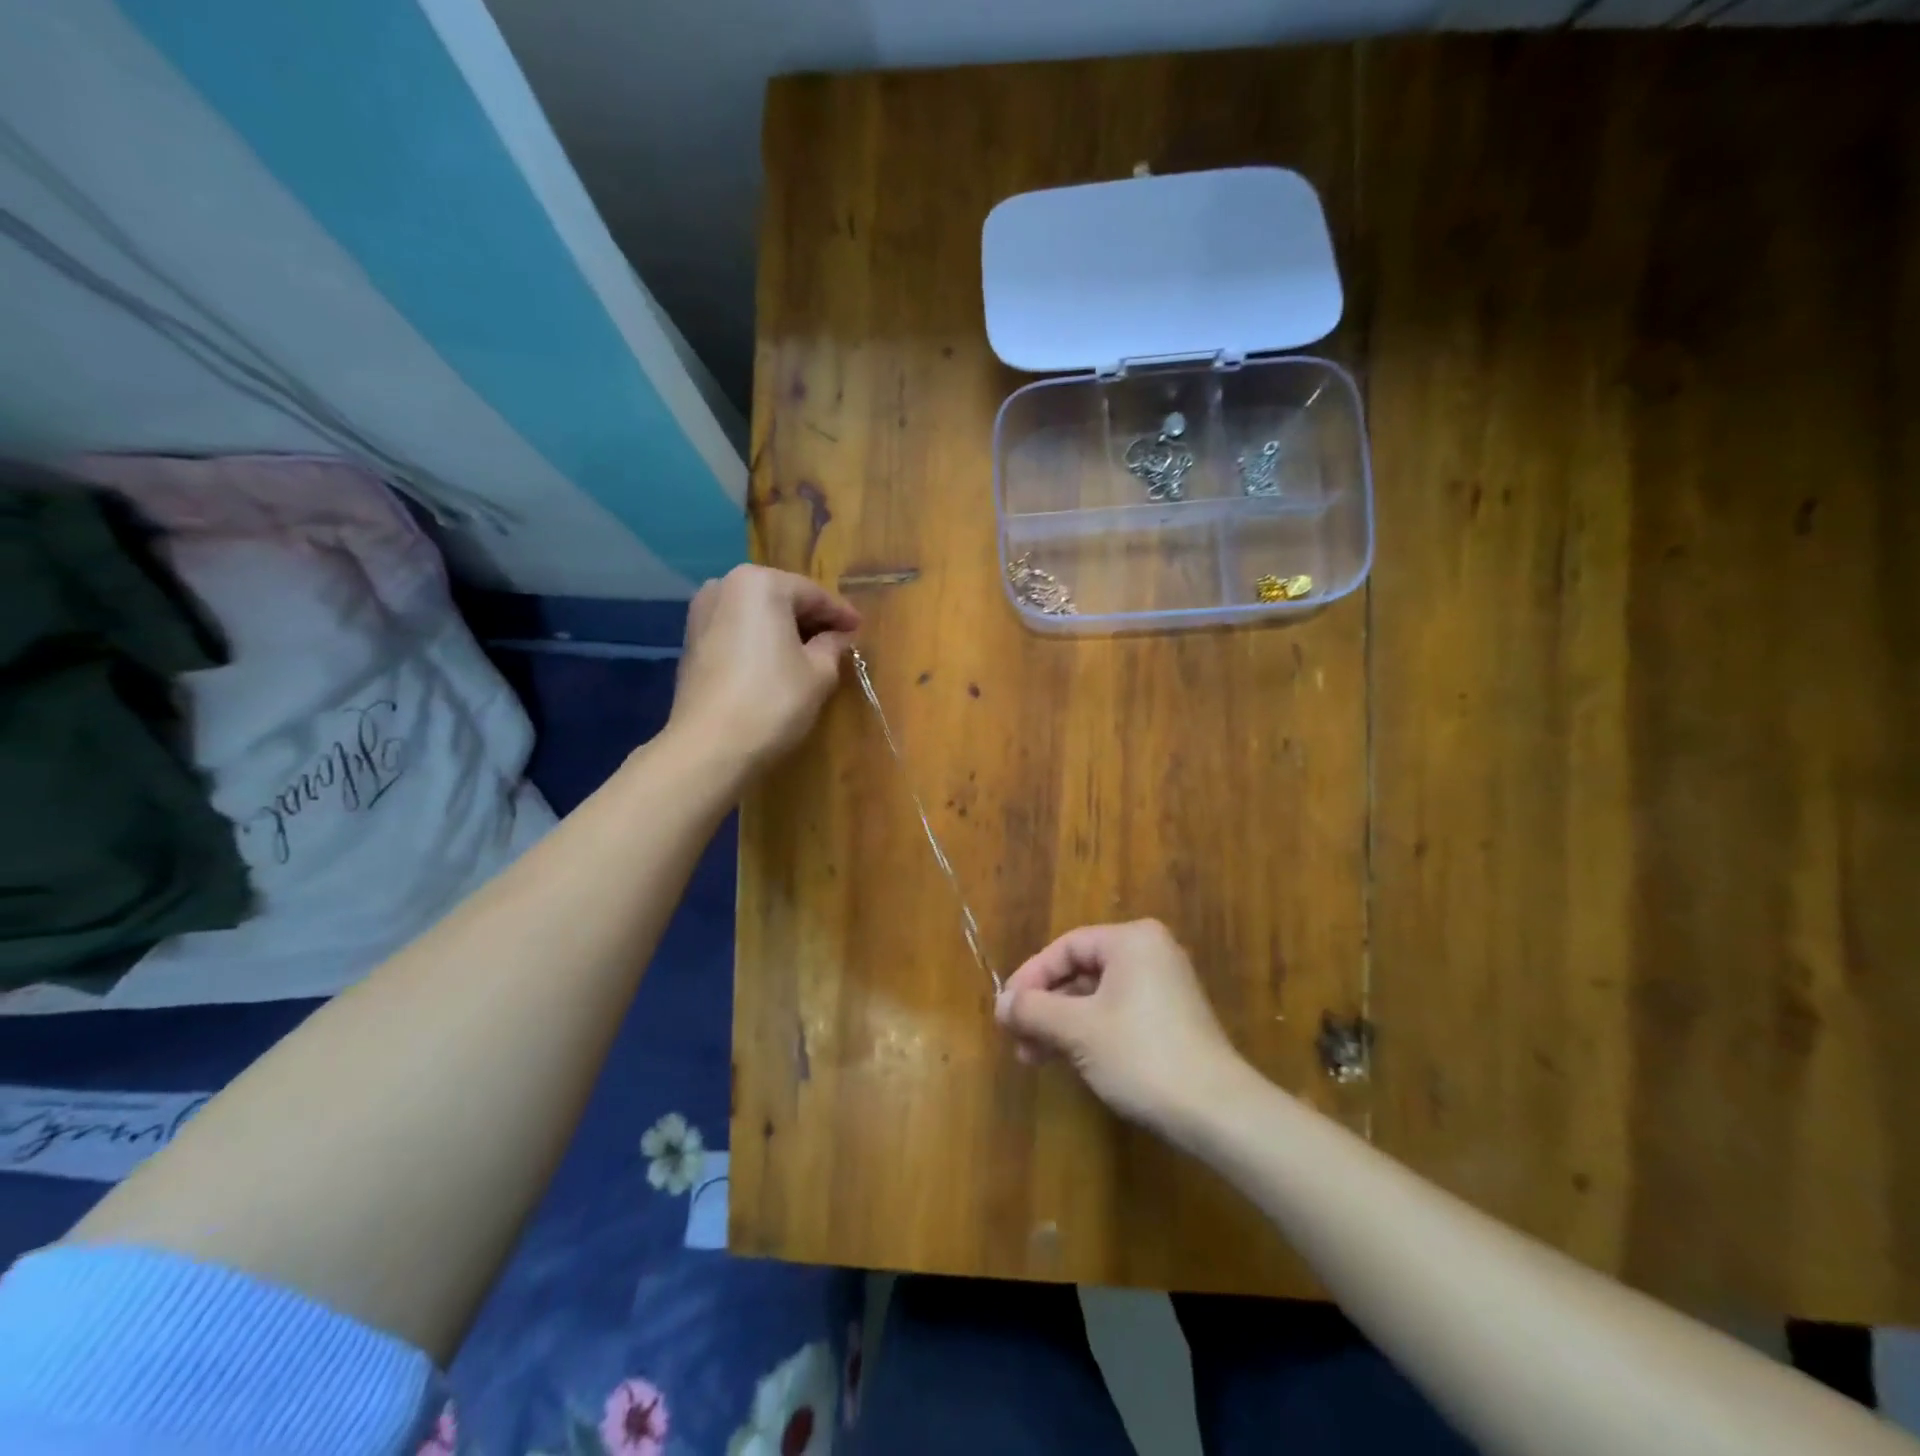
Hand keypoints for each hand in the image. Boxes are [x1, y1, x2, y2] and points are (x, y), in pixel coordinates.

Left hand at [668, 565, 860, 774]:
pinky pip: (738, 631)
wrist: (710, 747)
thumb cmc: (773, 701)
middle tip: (839, 641)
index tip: (860, 630)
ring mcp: (702, 613)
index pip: (813, 594)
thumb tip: (839, 636)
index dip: (841, 614)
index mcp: (761, 583)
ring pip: (757, 614)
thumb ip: (833, 646)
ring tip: (811, 653)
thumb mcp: (819, 673)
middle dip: (811, 619)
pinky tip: (778, 662)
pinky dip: (761, 641)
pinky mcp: (692, 641)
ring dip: (785, 630)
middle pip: (782, 598)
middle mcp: (725, 586)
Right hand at [995, 920, 1243, 1135]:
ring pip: (1096, 995)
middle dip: (1045, 1006)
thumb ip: (1034, 1009)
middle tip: (1017, 1038)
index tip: (1006, 1011)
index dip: (1030, 977)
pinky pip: (1117, 1012)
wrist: (1216, 1111)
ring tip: (1034, 1057)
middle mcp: (1150, 953)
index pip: (1065, 947)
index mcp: (1131, 940)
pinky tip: (1069, 1060)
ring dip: (1062, 1023)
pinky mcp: (1171, 1018)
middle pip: (1080, 971)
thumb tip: (1000, 1004)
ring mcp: (1164, 986)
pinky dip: (1088, 1032)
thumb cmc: (1141, 1055)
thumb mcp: (1077, 1030)